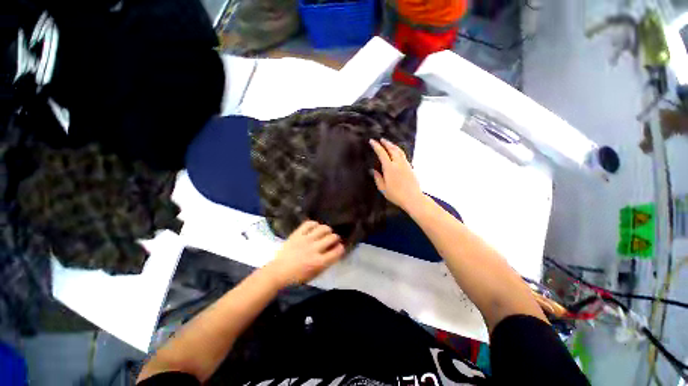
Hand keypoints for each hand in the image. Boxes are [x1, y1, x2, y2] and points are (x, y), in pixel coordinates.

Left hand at [264, 221, 344, 287]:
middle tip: (332, 240)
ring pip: (323, 228)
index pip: (338, 250)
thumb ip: (327, 262)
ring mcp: (305, 240)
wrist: (278, 272)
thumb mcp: (316, 274)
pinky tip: (315, 228)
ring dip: (327, 230)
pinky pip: (309, 224)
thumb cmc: (298, 277)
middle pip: (333, 237)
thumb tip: (335, 251)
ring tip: (325, 232)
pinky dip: (314, 224)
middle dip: (335, 238)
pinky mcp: (297, 234)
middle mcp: (314, 249)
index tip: (339, 248)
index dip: (341, 248)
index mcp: (319, 262)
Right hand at [369, 138, 423, 211]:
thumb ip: (377, 178)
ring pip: (399, 151)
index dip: (376, 146)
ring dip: (393, 145)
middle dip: (386, 143)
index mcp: (389, 168)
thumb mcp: (383, 188)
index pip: (382, 153)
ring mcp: (405, 164)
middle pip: (392, 149)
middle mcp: (398, 163)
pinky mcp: (410, 167)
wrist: (413, 198)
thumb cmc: (396, 195)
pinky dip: (398, 151)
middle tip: (381, 139)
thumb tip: (373, 171)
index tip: (372, 141)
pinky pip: (403, 155)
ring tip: (389, 144)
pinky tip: (397, 153)